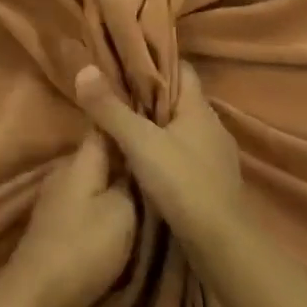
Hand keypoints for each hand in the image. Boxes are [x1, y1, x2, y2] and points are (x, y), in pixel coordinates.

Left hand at [0, 133, 135, 306]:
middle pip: (98, 155)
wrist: (37, 296)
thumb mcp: (122, 213)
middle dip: (123, 156)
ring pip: (92, 180)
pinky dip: (102, 204)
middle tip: (156, 159)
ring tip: (144, 187)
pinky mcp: (55, 225)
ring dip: (113, 183)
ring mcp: (56, 199)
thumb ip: (130, 184)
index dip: (124, 119)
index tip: (150, 120)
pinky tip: (120, 216)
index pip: (103, 126)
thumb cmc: (84, 248)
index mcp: (80, 161)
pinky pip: (85, 203)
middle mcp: (64, 172)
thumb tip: (133, 165)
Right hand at [75, 64, 244, 252]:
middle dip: (151, 95)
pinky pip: (186, 154)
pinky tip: (147, 162)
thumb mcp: (139, 142)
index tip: (127, 60)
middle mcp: (213, 126)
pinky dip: (167, 152)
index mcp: (199, 108)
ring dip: (158, 127)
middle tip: (117, 92)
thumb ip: (110, 108)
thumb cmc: (183, 182)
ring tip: (126, 125)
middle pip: (179, 99)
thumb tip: (84, 70)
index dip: (156, 62)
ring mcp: (216, 156)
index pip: (181, 69)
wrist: (222, 245)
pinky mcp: (214, 183)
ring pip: (182, 129)